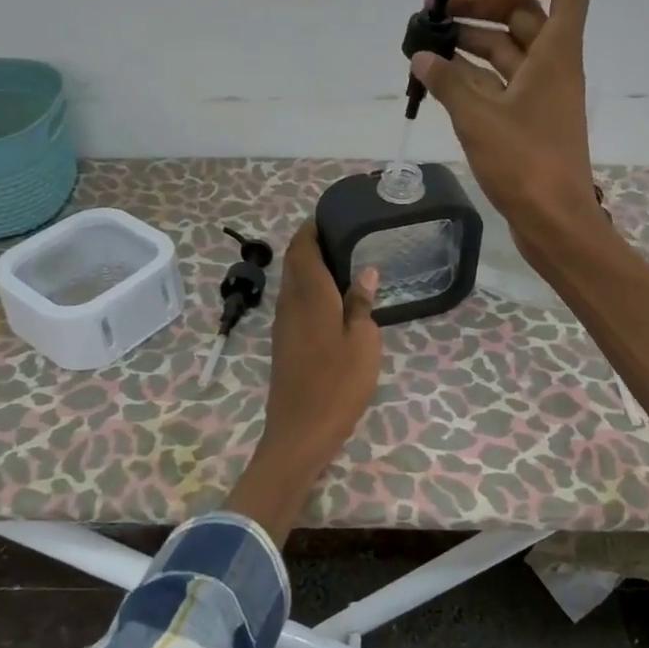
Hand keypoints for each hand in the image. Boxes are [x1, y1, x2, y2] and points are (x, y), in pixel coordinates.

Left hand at [226, 225, 380, 541]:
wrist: (300, 432)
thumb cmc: (338, 383)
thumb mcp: (363, 341)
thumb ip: (362, 303)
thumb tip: (365, 270)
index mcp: (310, 294)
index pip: (303, 247)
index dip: (312, 228)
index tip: (331, 216)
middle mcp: (290, 302)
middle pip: (295, 262)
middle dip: (311, 244)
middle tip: (343, 236)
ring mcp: (283, 324)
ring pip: (293, 283)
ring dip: (310, 267)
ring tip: (342, 262)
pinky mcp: (283, 343)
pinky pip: (294, 302)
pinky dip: (309, 289)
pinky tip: (332, 299)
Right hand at [410, 0, 603, 254]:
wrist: (553, 221)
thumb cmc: (525, 164)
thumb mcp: (479, 118)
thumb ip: (448, 82)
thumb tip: (422, 57)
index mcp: (556, 53)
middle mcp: (552, 65)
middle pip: (524, 14)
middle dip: (481, 5)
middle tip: (435, 13)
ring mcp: (540, 94)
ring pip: (507, 49)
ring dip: (471, 39)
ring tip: (426, 40)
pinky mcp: (526, 119)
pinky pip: (499, 82)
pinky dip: (471, 74)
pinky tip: (437, 75)